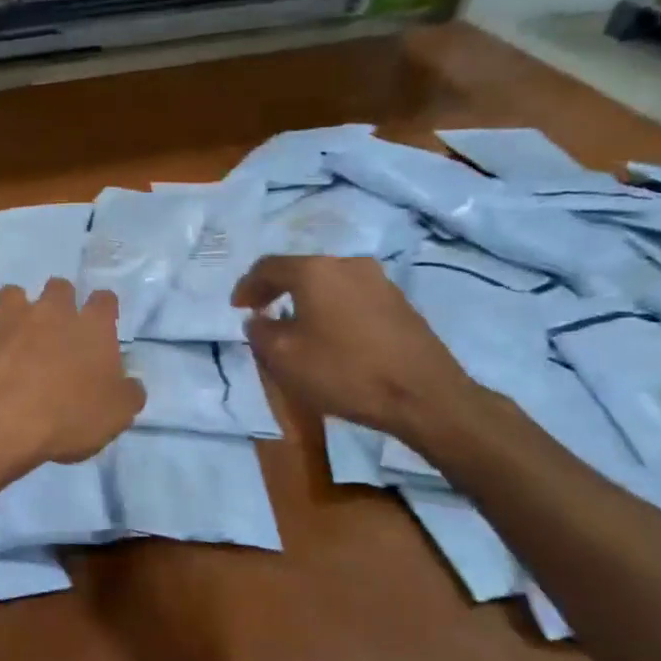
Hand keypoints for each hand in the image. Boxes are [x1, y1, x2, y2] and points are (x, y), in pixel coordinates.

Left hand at [0, 280, 144, 475]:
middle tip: (57, 330)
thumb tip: (130, 384)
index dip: (104, 310)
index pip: (105, 300)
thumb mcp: (117, 416)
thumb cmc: (67, 418)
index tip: (101, 325)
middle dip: (59, 301)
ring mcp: (6, 319)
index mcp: (91, 326)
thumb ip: (128, 393)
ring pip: (12, 294)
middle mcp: (49, 311)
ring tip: (14, 334)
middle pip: (58, 287)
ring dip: (15, 310)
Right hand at [231, 255, 475, 438]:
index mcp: (315, 271)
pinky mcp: (399, 303)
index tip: (236, 308)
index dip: (247, 286)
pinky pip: (351, 297)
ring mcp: (379, 281)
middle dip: (276, 290)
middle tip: (261, 312)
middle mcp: (348, 265)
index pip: (268, 267)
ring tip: (293, 325)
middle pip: (301, 270)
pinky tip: (328, 334)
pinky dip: (331, 309)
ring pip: (328, 284)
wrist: (423, 395)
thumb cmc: (344, 371)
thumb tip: (259, 320)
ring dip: (305, 300)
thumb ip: (260, 332)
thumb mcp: (283, 357)